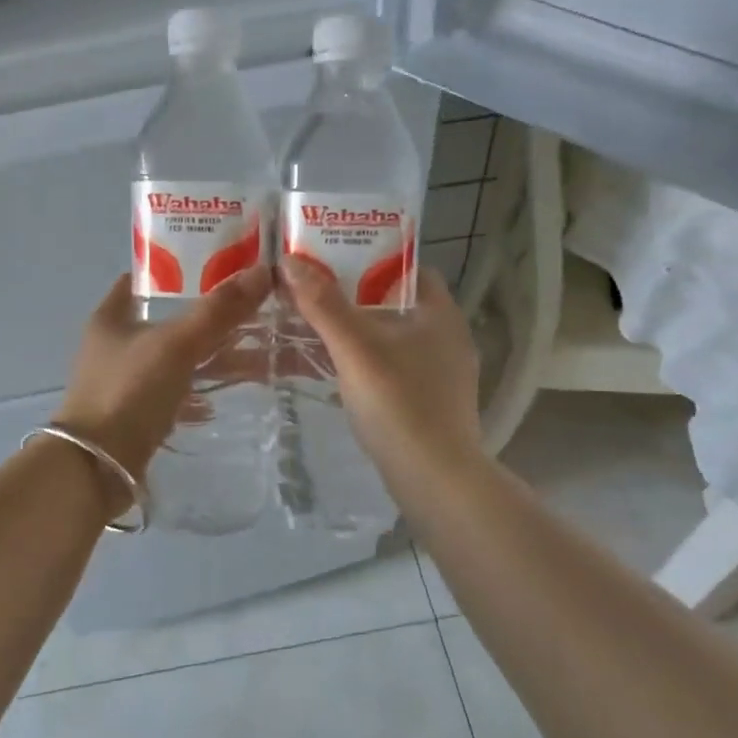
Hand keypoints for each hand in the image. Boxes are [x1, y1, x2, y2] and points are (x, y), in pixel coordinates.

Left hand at [55, 267, 273, 491]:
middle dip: (208, 318)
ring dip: (209, 358)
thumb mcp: (177, 345)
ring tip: (253, 354)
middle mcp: (115, 345)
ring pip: (175, 360)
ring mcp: (124, 382)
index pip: (145, 280)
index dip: (180, 269)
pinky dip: (198, 393)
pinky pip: (174, 394)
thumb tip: (263, 271)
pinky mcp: (136, 415)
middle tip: (251, 312)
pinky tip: (223, 398)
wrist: (97, 467)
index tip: (221, 268)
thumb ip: (219, 311)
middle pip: (168, 321)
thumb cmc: (129, 392)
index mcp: (112, 317)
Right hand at [278, 257, 482, 483]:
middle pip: (396, 304)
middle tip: (313, 294)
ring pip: (393, 339)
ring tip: (315, 328)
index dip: (371, 260)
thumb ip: (323, 304)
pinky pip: (395, 369)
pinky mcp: (432, 402)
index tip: (332, 262)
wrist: (434, 477)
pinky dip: (367, 364)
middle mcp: (447, 337)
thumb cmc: (398, 402)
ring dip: (358, 333)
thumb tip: (290, 261)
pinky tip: (337, 372)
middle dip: (355, 298)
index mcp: (440, 313)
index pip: (409, 269)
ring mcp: (442, 373)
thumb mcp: (355, 348)